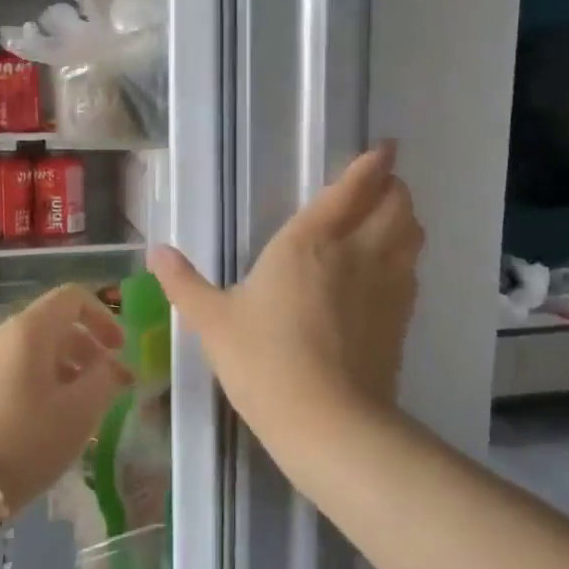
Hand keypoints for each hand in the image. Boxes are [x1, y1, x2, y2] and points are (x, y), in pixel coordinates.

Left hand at [0, 283, 130, 513]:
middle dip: (87, 349)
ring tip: (80, 409)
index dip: (103, 317)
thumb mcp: (80, 412)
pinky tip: (47, 421)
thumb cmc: (26, 441)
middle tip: (108, 386)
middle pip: (53, 324)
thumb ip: (105, 379)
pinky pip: (13, 371)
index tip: (120, 351)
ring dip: (65, 369)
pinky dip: (39, 383)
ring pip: (33, 350)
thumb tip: (110, 365)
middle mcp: (0, 335)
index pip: (72, 297)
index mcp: (29, 329)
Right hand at [148, 142, 422, 444]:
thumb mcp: (212, 321)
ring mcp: (386, 285)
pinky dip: (407, 257)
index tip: (385, 148)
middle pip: (395, 204)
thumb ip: (184, 283)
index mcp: (309, 241)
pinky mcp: (401, 318)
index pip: (352, 188)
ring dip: (406, 218)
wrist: (326, 421)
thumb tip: (156, 252)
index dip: (373, 164)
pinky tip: (391, 269)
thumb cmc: (263, 360)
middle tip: (382, 184)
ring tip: (391, 217)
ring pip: (412, 234)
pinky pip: (412, 270)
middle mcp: (357, 252)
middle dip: (394, 187)